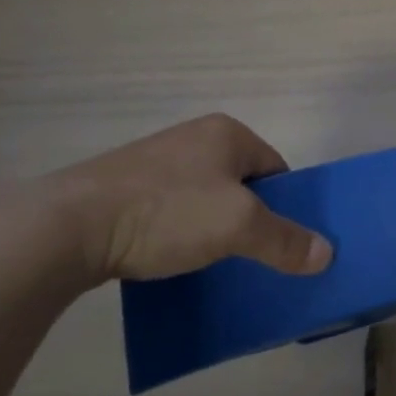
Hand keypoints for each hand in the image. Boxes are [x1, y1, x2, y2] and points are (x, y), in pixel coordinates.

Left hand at [27, 114, 332, 284]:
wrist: (67, 226)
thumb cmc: (167, 212)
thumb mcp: (238, 227)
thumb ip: (285, 240)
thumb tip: (328, 253)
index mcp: (226, 133)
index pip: (275, 168)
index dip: (284, 205)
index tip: (279, 241)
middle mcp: (193, 138)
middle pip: (239, 183)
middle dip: (246, 218)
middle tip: (247, 255)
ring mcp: (154, 161)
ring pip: (202, 198)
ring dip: (209, 228)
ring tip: (208, 262)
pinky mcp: (122, 187)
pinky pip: (167, 211)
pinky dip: (175, 234)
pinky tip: (167, 259)